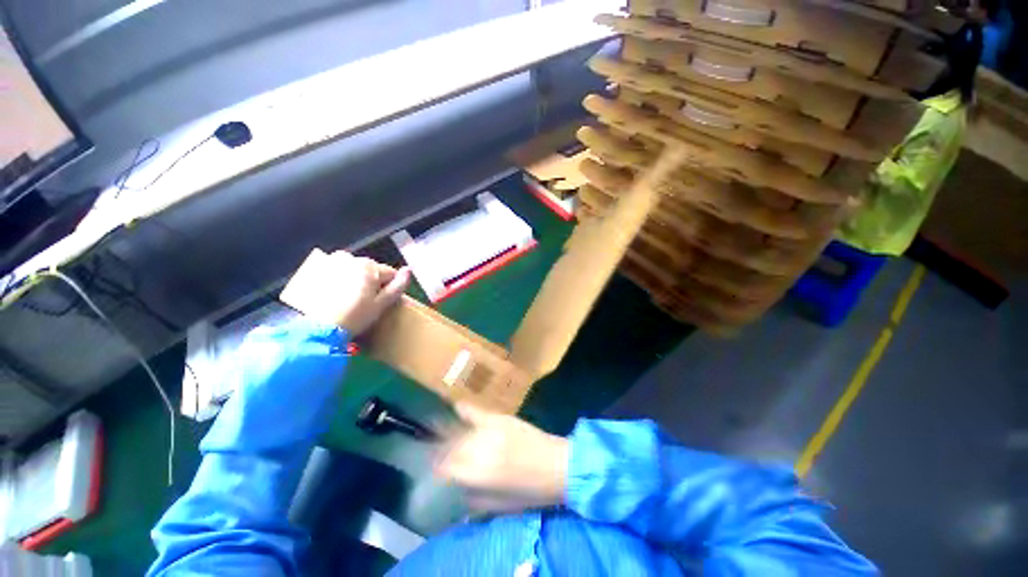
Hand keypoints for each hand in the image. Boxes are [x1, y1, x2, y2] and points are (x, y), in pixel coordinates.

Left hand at [320, 251, 410, 335]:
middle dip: (373, 282)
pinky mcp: (319, 270)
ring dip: (358, 279)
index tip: (382, 302)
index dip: (390, 288)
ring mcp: (333, 263)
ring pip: (356, 269)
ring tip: (351, 298)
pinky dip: (341, 277)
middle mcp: (352, 259)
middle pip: (373, 270)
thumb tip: (409, 270)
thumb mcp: (382, 304)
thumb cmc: (356, 316)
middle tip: (366, 302)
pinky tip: (338, 293)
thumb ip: (398, 286)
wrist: (321, 329)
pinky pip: (338, 269)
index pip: (391, 274)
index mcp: (369, 266)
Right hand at [435, 402, 568, 513]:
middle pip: (452, 448)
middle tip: (442, 457)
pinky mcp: (501, 419)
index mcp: (478, 474)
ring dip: (452, 436)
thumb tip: (459, 489)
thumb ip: (474, 499)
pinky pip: (478, 412)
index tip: (437, 471)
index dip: (440, 469)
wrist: (558, 466)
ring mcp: (490, 431)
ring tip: (444, 436)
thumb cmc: (531, 492)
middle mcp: (479, 449)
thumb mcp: (500, 506)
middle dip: (444, 453)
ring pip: (462, 432)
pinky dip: (466, 410)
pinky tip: (456, 405)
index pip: (447, 468)